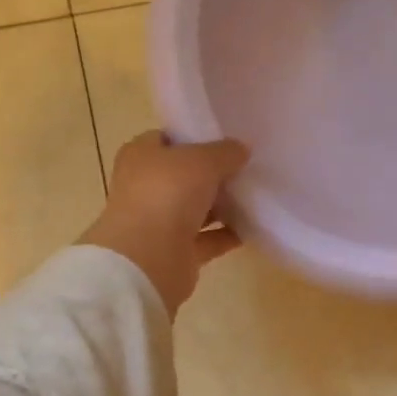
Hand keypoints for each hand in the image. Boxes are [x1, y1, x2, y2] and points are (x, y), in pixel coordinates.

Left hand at [80, 131, 249, 315]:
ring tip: (255, 195)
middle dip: (213, 173)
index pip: (167, 139)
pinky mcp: (176, 251)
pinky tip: (254, 227)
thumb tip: (241, 149)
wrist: (149, 258)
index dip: (195, 137)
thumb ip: (225, 152)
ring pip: (196, 208)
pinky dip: (228, 234)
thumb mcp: (203, 160)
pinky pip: (208, 239)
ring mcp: (159, 221)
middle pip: (184, 175)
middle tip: (247, 167)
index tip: (227, 140)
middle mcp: (146, 187)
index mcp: (141, 156)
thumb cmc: (168, 194)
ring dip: (222, 204)